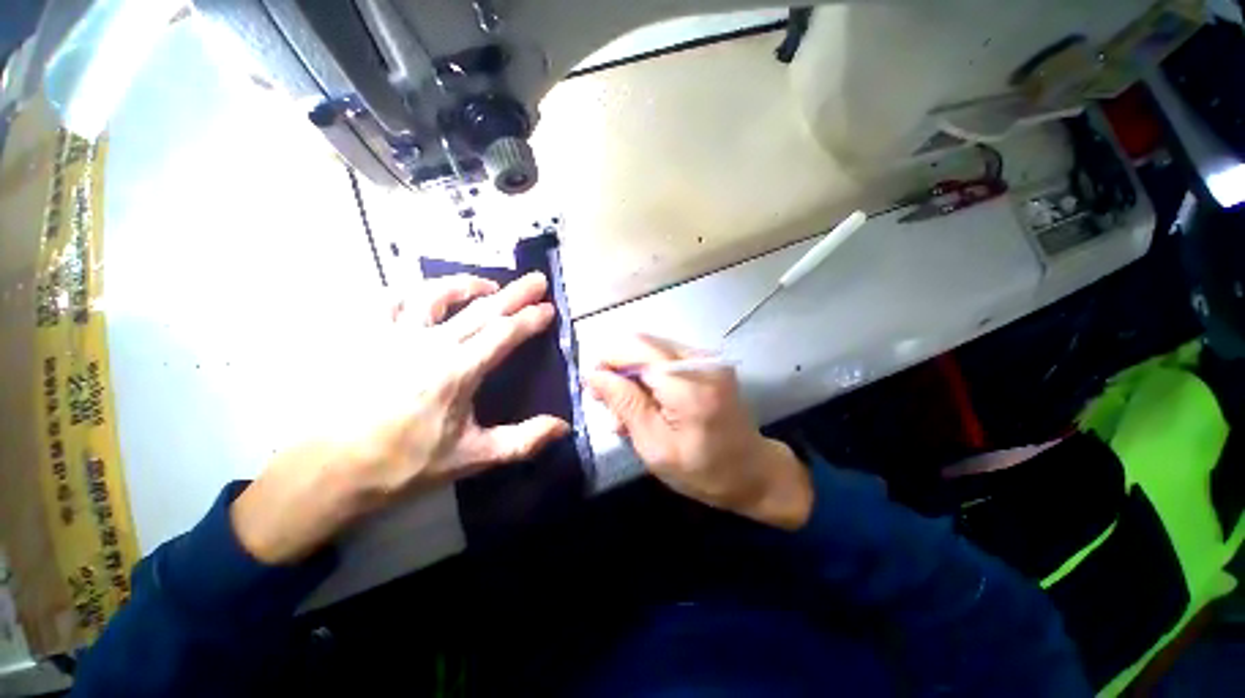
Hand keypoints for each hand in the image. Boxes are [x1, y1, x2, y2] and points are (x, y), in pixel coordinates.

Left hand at [231, 272, 570, 563]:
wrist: (329, 471)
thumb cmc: (404, 465)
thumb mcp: (472, 457)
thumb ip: (523, 440)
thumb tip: (564, 427)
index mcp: (458, 371)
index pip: (504, 334)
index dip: (530, 319)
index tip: (549, 308)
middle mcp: (430, 344)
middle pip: (481, 309)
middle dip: (515, 293)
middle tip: (537, 279)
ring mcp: (393, 336)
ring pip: (435, 295)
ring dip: (466, 285)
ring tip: (487, 284)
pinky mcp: (365, 338)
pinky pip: (388, 301)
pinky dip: (410, 292)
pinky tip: (421, 294)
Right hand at [585, 335, 812, 529]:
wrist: (753, 472)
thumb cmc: (703, 470)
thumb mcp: (655, 447)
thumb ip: (626, 404)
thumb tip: (594, 375)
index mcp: (688, 383)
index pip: (634, 348)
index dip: (606, 361)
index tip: (593, 389)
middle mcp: (699, 360)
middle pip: (641, 342)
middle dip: (617, 367)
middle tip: (609, 403)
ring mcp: (706, 358)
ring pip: (650, 347)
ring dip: (631, 372)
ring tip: (627, 409)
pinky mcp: (707, 362)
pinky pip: (665, 355)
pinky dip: (648, 373)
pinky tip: (647, 401)